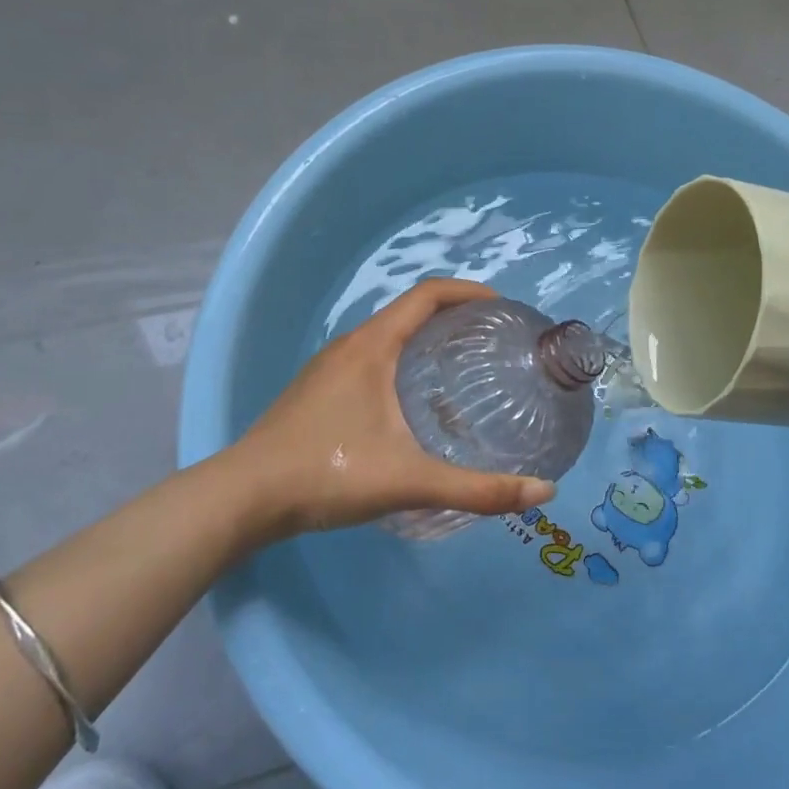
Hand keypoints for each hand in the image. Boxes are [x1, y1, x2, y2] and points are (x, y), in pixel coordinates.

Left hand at [233, 277, 557, 539]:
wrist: (244, 497)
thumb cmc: (328, 473)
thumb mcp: (410, 480)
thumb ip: (478, 489)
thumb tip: (544, 491)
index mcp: (372, 346)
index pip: (426, 295)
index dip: (467, 292)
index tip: (501, 307)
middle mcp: (349, 345)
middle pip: (408, 312)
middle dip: (451, 317)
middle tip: (490, 342)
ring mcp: (327, 367)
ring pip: (385, 337)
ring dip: (423, 339)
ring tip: (459, 368)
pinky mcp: (315, 390)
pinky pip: (368, 358)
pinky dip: (400, 361)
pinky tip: (410, 404)